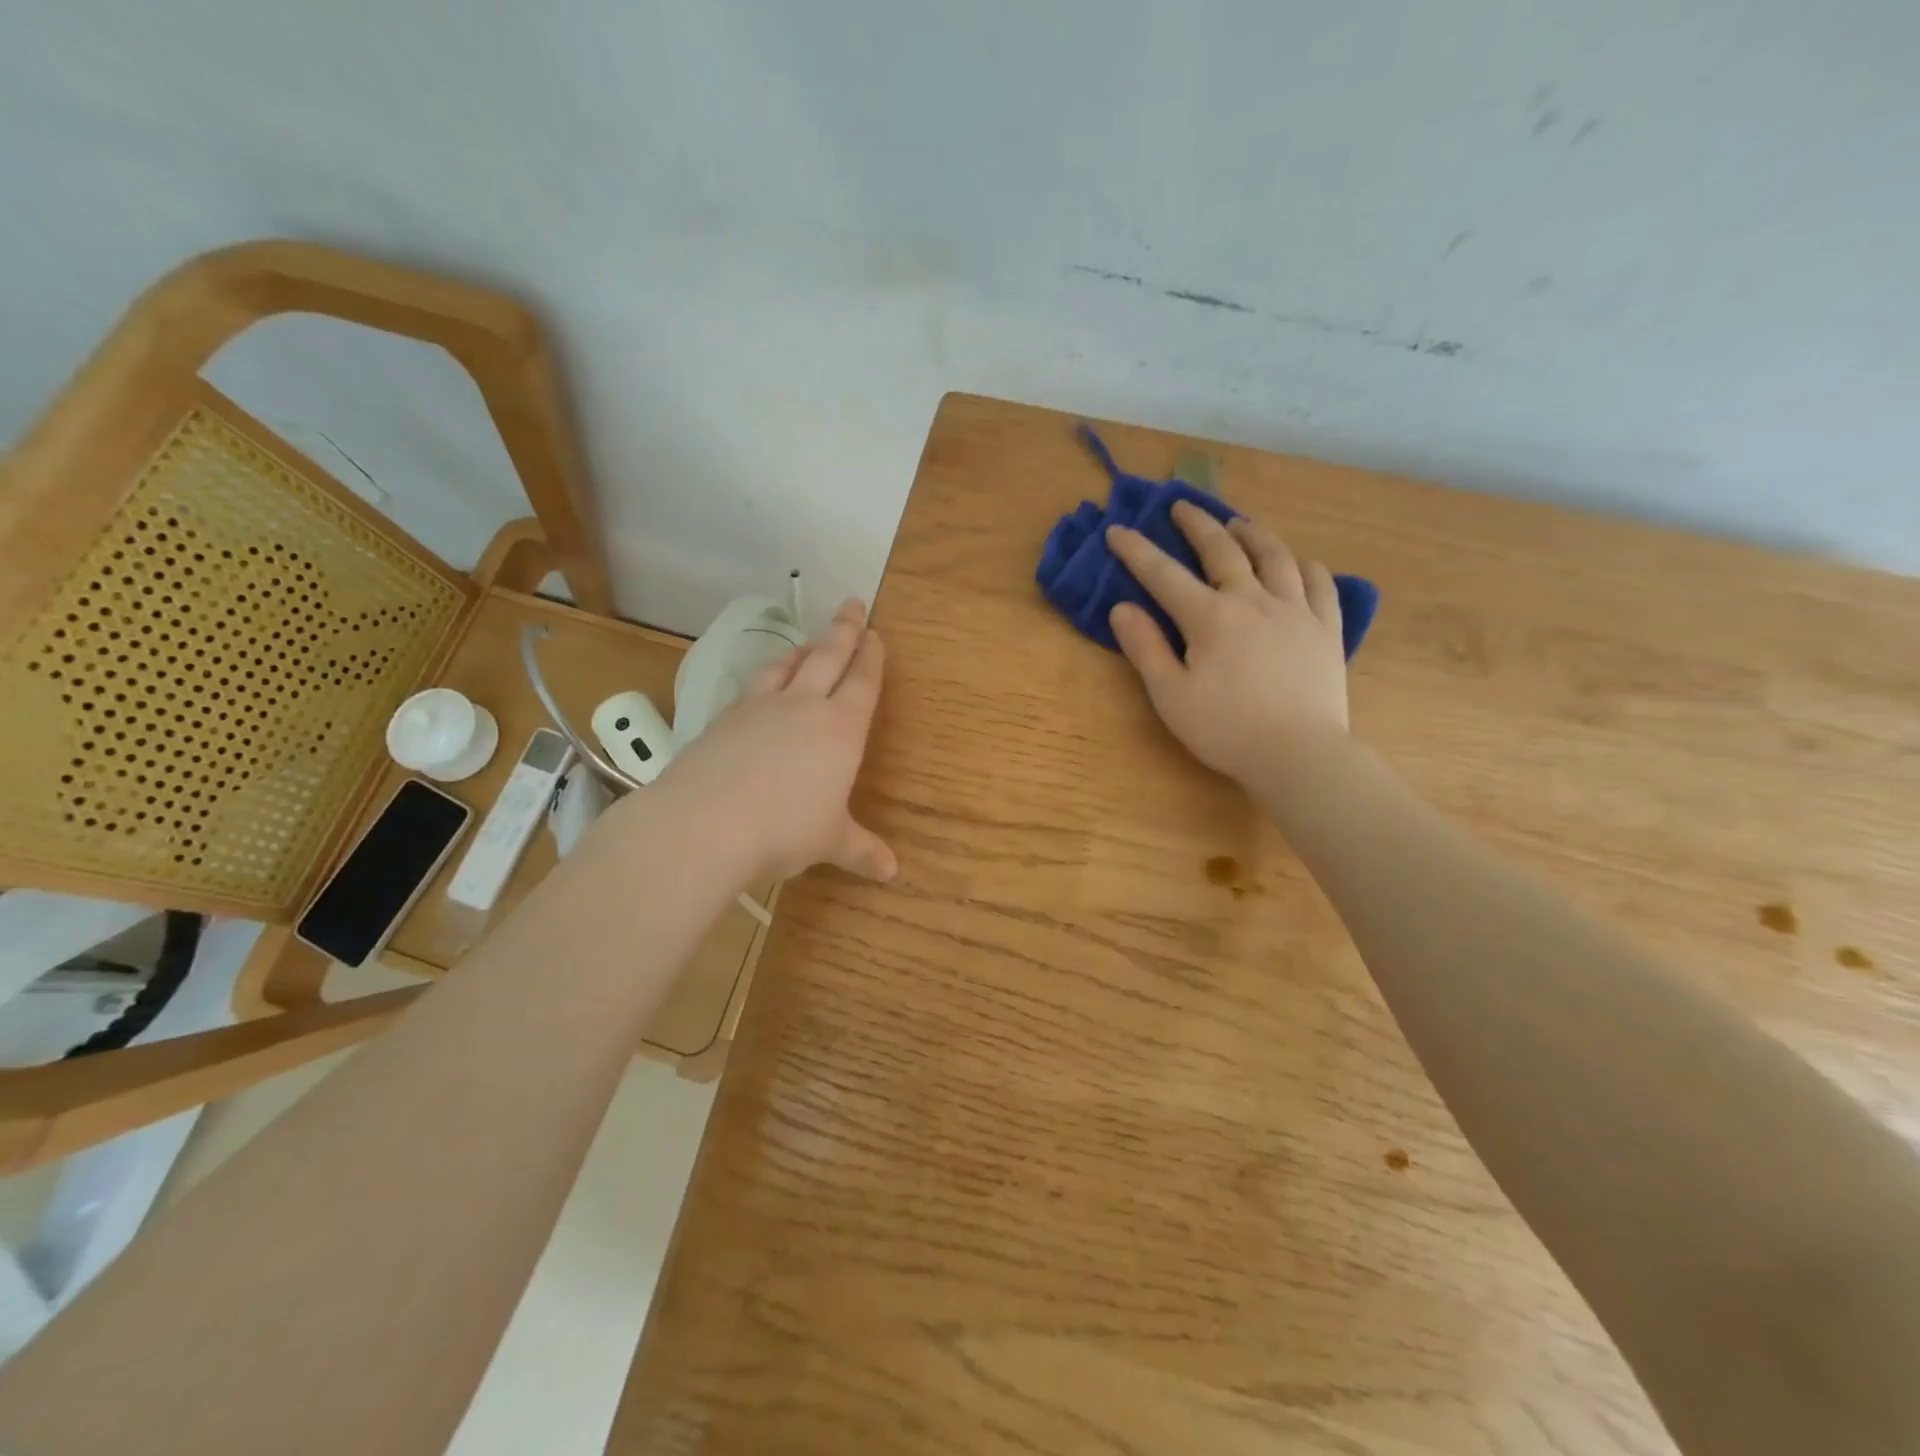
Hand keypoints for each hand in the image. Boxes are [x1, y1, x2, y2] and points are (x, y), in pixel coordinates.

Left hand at [649, 598, 896, 884]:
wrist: (705, 824)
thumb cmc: (785, 831)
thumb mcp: (830, 842)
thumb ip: (861, 850)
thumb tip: (891, 872)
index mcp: (840, 729)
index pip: (862, 682)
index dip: (871, 656)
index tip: (875, 633)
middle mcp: (802, 707)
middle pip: (828, 657)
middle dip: (844, 630)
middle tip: (853, 604)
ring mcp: (759, 708)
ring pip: (787, 665)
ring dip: (803, 649)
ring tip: (810, 641)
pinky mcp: (724, 719)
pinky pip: (752, 687)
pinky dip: (766, 678)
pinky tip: (762, 685)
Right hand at [1107, 503, 1348, 789]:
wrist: (1299, 754)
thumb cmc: (1226, 729)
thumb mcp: (1171, 695)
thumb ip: (1146, 648)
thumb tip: (1122, 609)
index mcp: (1210, 617)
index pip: (1164, 574)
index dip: (1137, 551)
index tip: (1117, 530)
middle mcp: (1252, 600)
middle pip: (1223, 549)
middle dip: (1197, 524)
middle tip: (1182, 506)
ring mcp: (1295, 610)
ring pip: (1274, 556)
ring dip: (1252, 533)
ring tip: (1239, 523)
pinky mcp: (1326, 628)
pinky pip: (1318, 582)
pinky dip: (1304, 565)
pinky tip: (1297, 562)